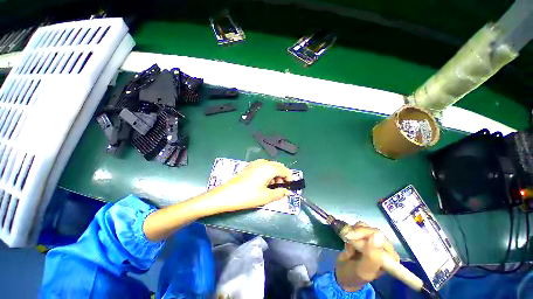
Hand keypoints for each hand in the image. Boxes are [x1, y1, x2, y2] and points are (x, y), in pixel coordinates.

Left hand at [216, 159, 292, 210]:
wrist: (226, 194)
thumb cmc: (248, 196)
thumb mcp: (266, 197)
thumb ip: (279, 193)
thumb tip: (287, 192)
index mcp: (269, 168)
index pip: (285, 170)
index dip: (289, 178)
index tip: (289, 187)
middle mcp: (263, 162)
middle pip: (278, 166)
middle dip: (282, 175)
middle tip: (280, 187)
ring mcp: (255, 163)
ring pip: (271, 166)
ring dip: (275, 174)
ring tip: (271, 186)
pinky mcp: (250, 166)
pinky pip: (263, 166)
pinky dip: (267, 172)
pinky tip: (263, 181)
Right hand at [335, 222, 399, 291]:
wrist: (343, 273)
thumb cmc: (354, 275)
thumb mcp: (363, 270)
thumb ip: (372, 256)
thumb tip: (377, 235)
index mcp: (390, 258)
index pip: (381, 238)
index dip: (365, 235)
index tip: (351, 239)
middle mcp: (384, 248)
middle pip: (371, 230)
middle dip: (356, 234)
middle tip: (346, 239)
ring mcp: (373, 241)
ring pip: (364, 227)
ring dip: (352, 232)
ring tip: (348, 243)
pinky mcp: (364, 236)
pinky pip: (358, 227)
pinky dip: (350, 231)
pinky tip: (348, 240)